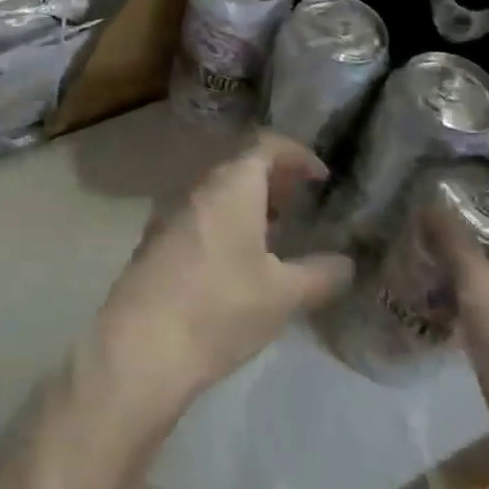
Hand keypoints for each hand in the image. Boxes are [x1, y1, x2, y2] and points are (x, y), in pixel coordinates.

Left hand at [95, 134, 353, 412]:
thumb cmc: (221, 308)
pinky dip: (226, 220)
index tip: (322, 177)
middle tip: (302, 203)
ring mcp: (171, 211)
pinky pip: (200, 213)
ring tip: (278, 232)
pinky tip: (241, 257)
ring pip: (217, 190)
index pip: (264, 144)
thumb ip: (319, 274)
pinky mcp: (157, 239)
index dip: (296, 154)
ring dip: (248, 201)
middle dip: (274, 178)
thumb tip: (346, 263)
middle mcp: (198, 187)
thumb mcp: (282, 295)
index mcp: (230, 185)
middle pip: (239, 164)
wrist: (142, 344)